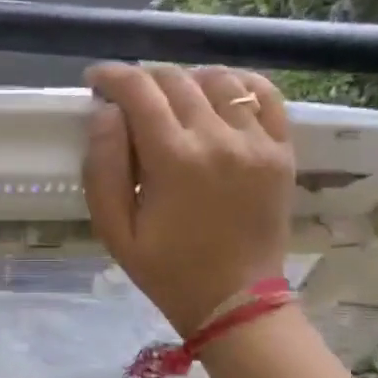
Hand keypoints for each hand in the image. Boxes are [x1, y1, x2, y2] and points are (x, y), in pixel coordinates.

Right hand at [83, 63, 293, 334]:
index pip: (138, 90)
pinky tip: (216, 98)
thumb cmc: (166, 270)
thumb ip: (102, 167)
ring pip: (217, 79)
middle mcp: (219, 139)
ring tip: (170, 101)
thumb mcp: (114, 230)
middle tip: (126, 99)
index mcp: (174, 160)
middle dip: (142, 79)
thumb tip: (105, 112)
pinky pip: (263, 94)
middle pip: (175, 79)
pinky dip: (236, 84)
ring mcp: (257, 142)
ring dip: (185, 80)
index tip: (95, 80)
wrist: (235, 302)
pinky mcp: (281, 150)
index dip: (111, 75)